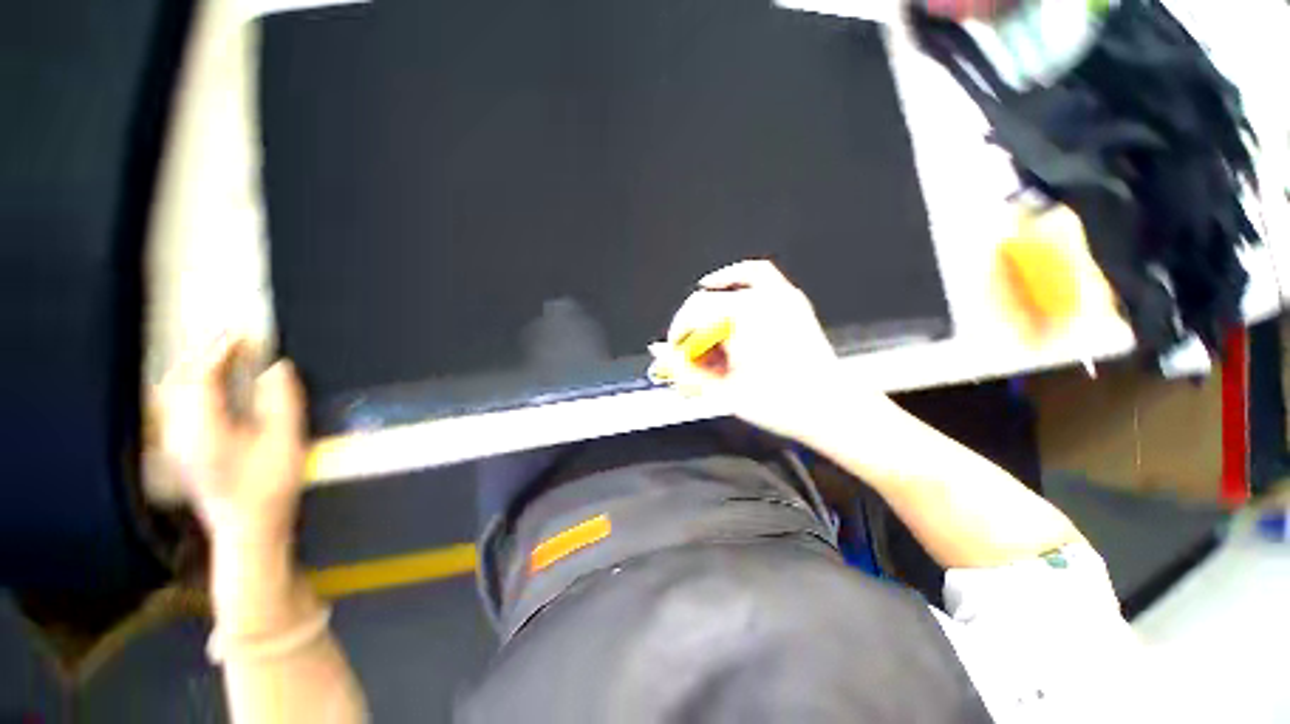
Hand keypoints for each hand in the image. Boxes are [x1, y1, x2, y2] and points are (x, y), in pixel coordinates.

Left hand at [158, 334, 306, 547]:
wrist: (248, 528)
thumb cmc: (271, 487)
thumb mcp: (286, 442)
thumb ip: (282, 401)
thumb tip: (278, 367)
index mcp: (205, 429)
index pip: (203, 377)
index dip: (222, 351)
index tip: (244, 335)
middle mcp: (180, 432)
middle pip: (181, 380)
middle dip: (205, 353)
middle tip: (234, 338)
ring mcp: (176, 441)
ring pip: (173, 390)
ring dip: (196, 366)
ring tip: (222, 353)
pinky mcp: (180, 447)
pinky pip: (176, 403)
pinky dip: (192, 383)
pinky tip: (208, 382)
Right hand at [650, 260, 880, 441]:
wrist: (831, 409)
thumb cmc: (778, 403)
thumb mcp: (723, 390)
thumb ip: (685, 368)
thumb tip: (658, 351)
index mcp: (741, 318)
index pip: (693, 314)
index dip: (677, 332)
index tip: (674, 353)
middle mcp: (758, 299)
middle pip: (707, 303)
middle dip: (692, 327)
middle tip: (691, 353)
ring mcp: (778, 296)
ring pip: (727, 289)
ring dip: (709, 308)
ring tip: (704, 330)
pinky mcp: (792, 300)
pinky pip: (757, 274)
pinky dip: (735, 276)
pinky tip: (722, 285)